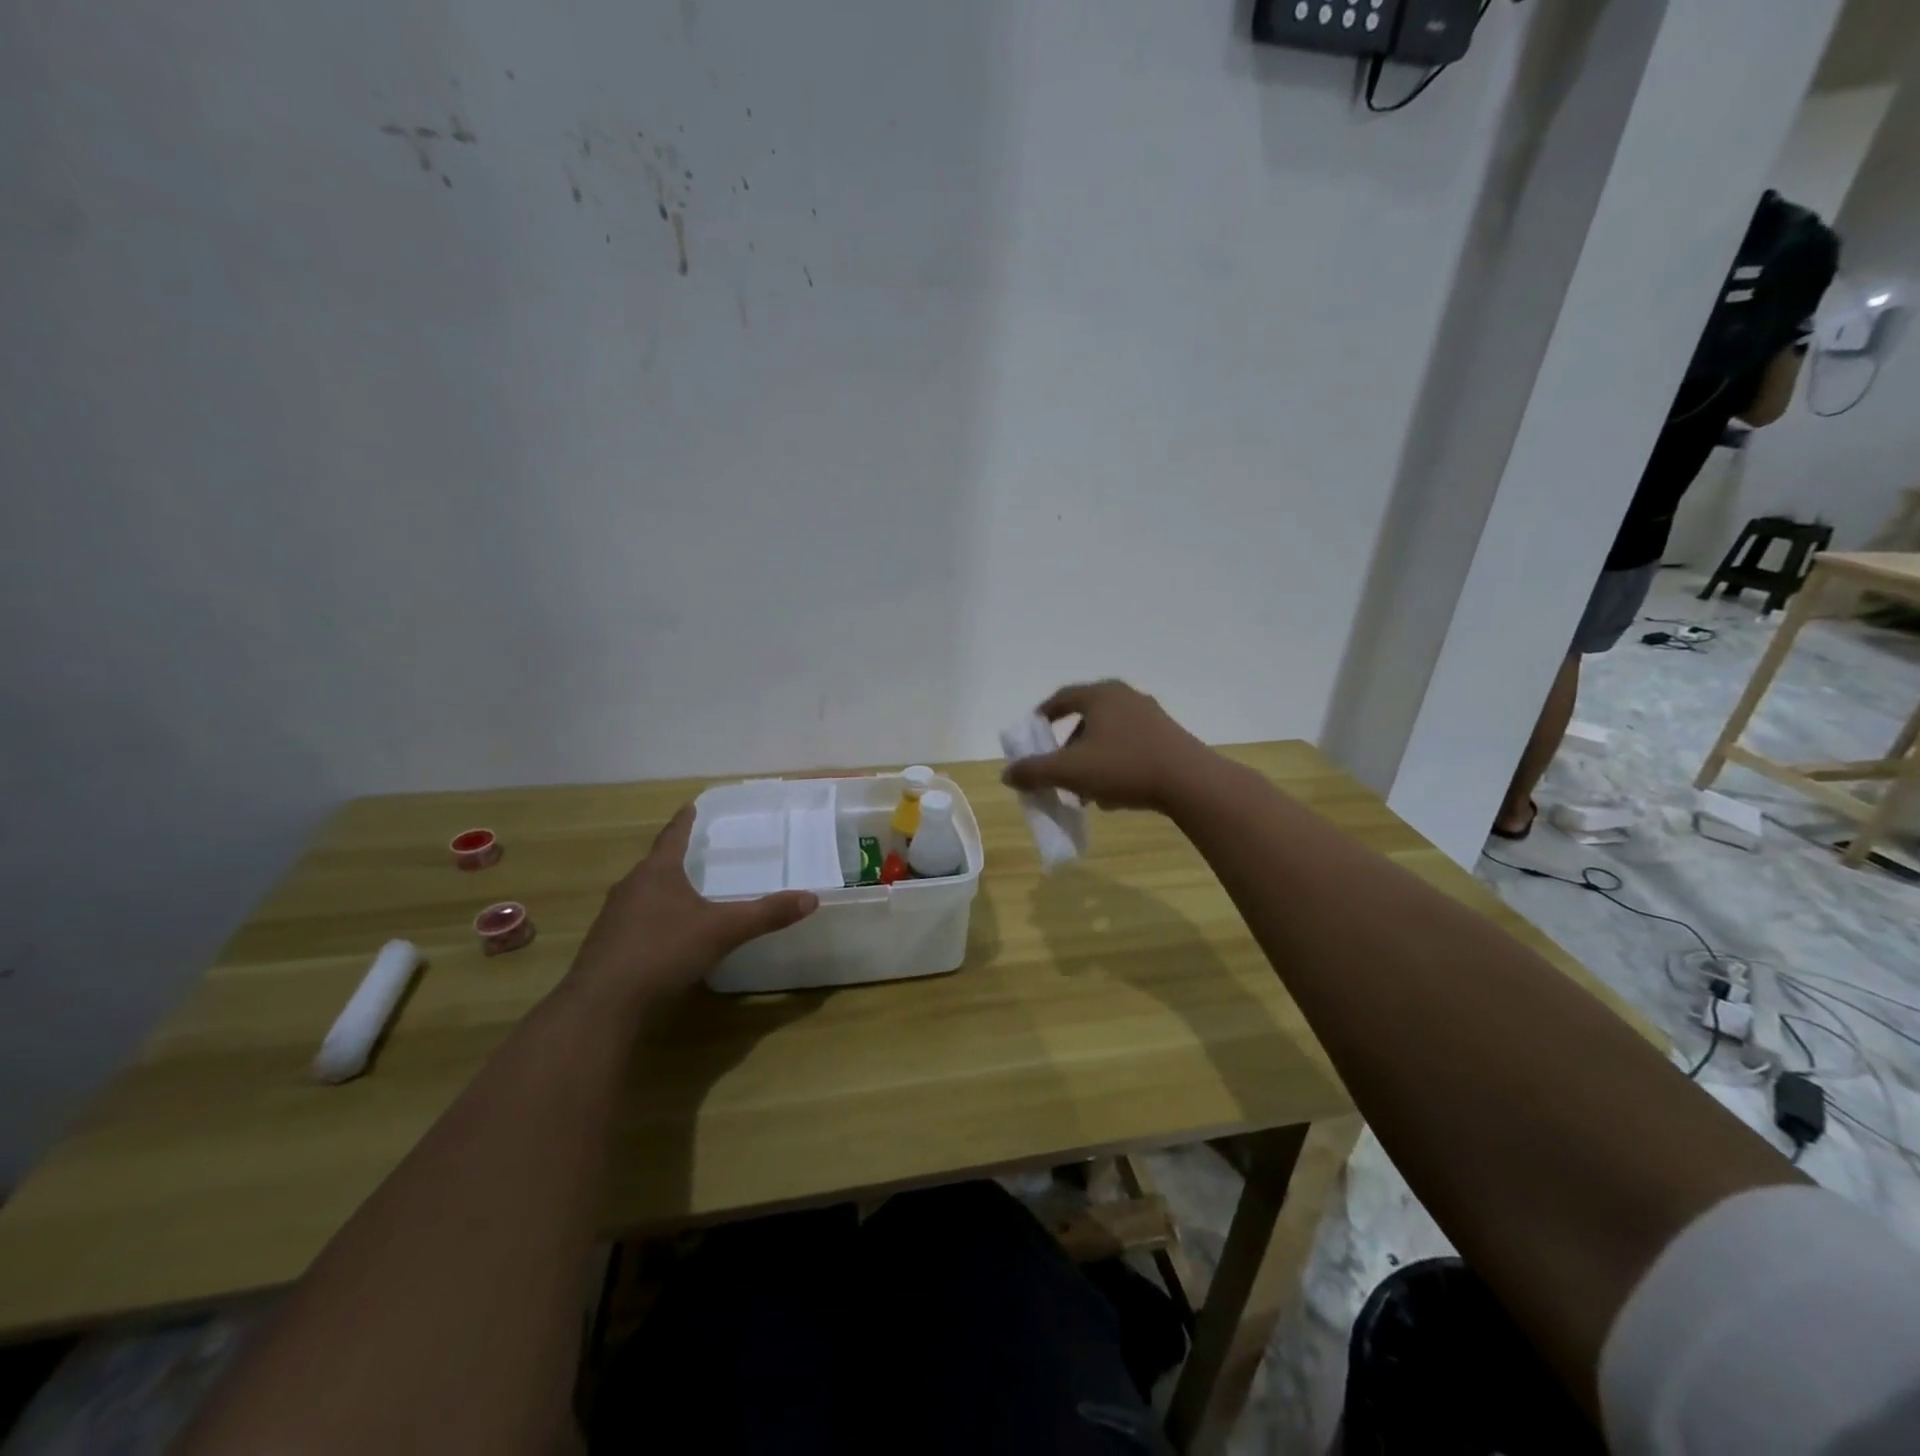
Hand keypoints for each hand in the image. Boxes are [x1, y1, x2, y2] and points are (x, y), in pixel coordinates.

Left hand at [568, 805, 817, 1005]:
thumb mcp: (723, 931)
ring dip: (661, 890)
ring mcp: (613, 918)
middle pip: (655, 864)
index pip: (673, 836)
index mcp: (657, 872)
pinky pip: (633, 922)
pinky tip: (664, 937)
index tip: (691, 805)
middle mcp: (631, 887)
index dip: (685, 821)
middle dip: (674, 858)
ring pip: (642, 894)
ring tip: (682, 893)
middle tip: (695, 852)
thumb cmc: (663, 951)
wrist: (603, 1004)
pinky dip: (651, 920)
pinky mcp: (605, 947)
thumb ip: (766, 914)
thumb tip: (811, 898)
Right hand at [1001, 680, 1214, 813]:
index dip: (1042, 716)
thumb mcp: (1070, 771)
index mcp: (1100, 695)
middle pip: (1085, 718)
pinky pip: (1129, 746)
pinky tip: (1113, 794)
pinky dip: (1114, 764)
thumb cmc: (1123, 767)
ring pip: (1108, 735)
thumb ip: (1034, 771)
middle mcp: (1125, 697)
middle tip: (1057, 768)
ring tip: (1084, 790)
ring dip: (1091, 759)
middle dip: (1067, 746)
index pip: (1061, 698)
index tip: (1031, 734)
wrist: (1189, 782)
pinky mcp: (1168, 737)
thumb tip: (1006, 774)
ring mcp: (1150, 716)